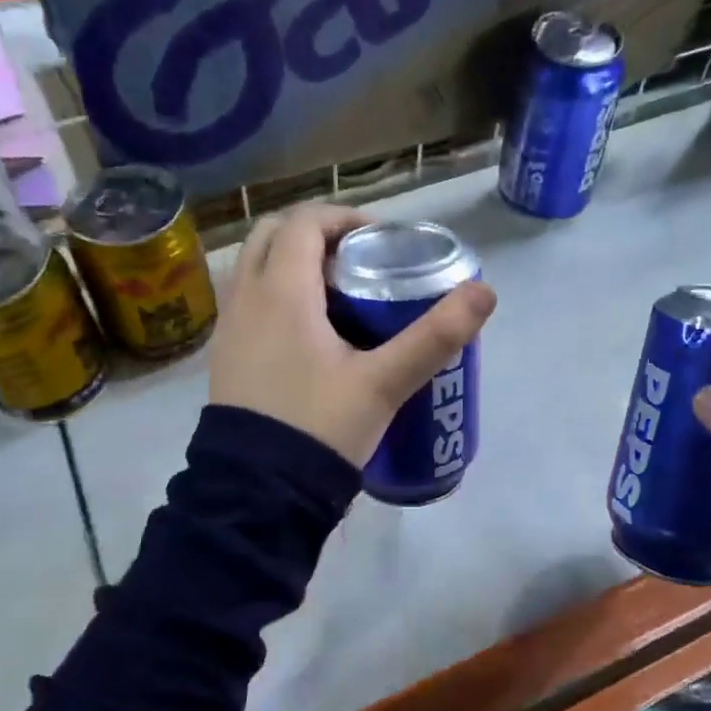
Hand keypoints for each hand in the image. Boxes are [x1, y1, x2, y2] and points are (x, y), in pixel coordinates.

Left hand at [208, 204, 496, 467]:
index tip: (381, 241)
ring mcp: (229, 328)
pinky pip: (248, 302)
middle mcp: (246, 298)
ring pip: (256, 268)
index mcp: (281, 291)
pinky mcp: (225, 356)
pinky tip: (309, 335)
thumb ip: (434, 336)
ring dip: (292, 263)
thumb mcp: (384, 383)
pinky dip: (275, 295)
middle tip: (358, 262)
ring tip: (337, 296)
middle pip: (273, 234)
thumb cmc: (320, 427)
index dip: (345, 219)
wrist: (258, 490)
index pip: (305, 221)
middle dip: (316, 235)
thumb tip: (485, 292)